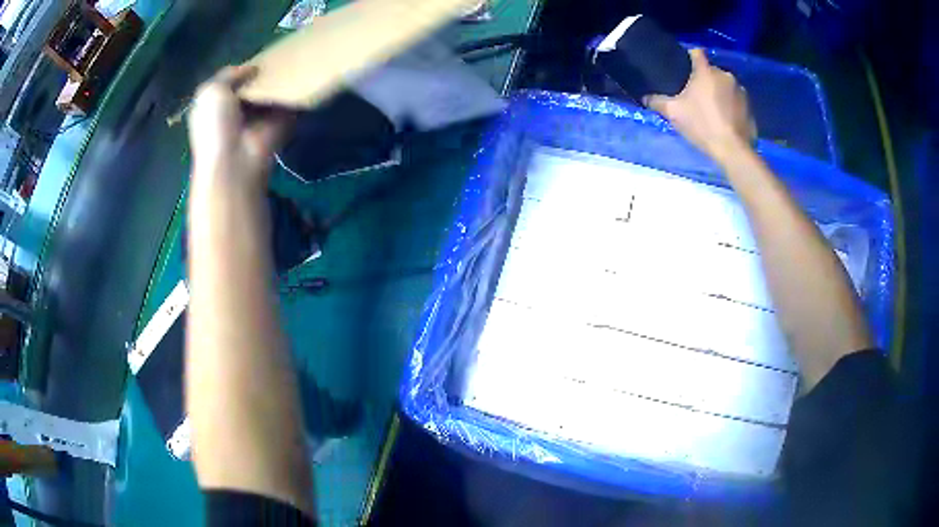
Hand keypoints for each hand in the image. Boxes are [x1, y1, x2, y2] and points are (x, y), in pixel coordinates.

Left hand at [188, 65, 293, 193]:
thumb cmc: (216, 126)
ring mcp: (261, 117)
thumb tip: (252, 68)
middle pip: (254, 85)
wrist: (235, 161)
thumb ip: (228, 74)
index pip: (232, 82)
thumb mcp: (211, 91)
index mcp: (218, 105)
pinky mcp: (281, 122)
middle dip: (264, 73)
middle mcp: (238, 110)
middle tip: (278, 57)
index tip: (258, 57)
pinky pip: (290, 101)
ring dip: (281, 80)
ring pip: (272, 91)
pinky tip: (303, 75)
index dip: (243, 70)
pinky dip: (296, 90)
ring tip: (293, 61)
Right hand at [646, 49, 754, 163]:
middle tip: (696, 96)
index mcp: (706, 71)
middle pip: (711, 71)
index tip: (684, 68)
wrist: (733, 151)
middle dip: (704, 80)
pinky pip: (736, 101)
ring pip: (725, 86)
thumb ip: (657, 102)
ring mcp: (741, 91)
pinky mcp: (750, 107)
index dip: (689, 57)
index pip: (696, 52)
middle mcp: (725, 75)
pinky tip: (725, 120)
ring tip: (712, 110)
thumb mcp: (673, 114)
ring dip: (719, 93)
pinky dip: (731, 107)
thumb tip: (645, 97)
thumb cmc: (702, 125)